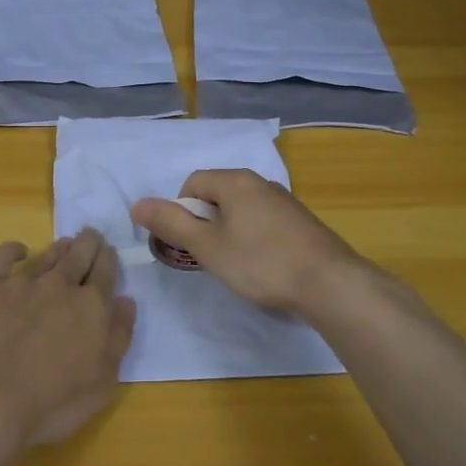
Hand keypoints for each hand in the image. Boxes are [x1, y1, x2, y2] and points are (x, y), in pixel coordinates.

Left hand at [0, 229, 136, 450]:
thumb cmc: (52, 402)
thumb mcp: (102, 381)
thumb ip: (118, 336)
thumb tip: (126, 301)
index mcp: (91, 306)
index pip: (106, 271)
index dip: (109, 259)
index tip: (109, 252)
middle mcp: (60, 285)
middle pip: (79, 254)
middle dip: (88, 243)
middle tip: (91, 236)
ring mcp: (22, 283)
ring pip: (47, 255)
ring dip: (60, 247)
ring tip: (66, 243)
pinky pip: (2, 256)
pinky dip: (13, 249)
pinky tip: (19, 251)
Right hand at [131, 170, 366, 314]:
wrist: (329, 284)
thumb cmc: (261, 263)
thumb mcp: (208, 246)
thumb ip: (172, 224)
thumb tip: (136, 204)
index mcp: (236, 181)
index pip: (193, 183)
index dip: (181, 212)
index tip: (188, 243)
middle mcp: (261, 182)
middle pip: (217, 195)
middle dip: (205, 224)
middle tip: (209, 257)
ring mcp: (285, 202)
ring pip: (241, 211)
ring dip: (229, 233)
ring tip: (236, 265)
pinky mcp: (301, 223)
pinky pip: (264, 222)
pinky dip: (254, 240)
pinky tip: (263, 266)